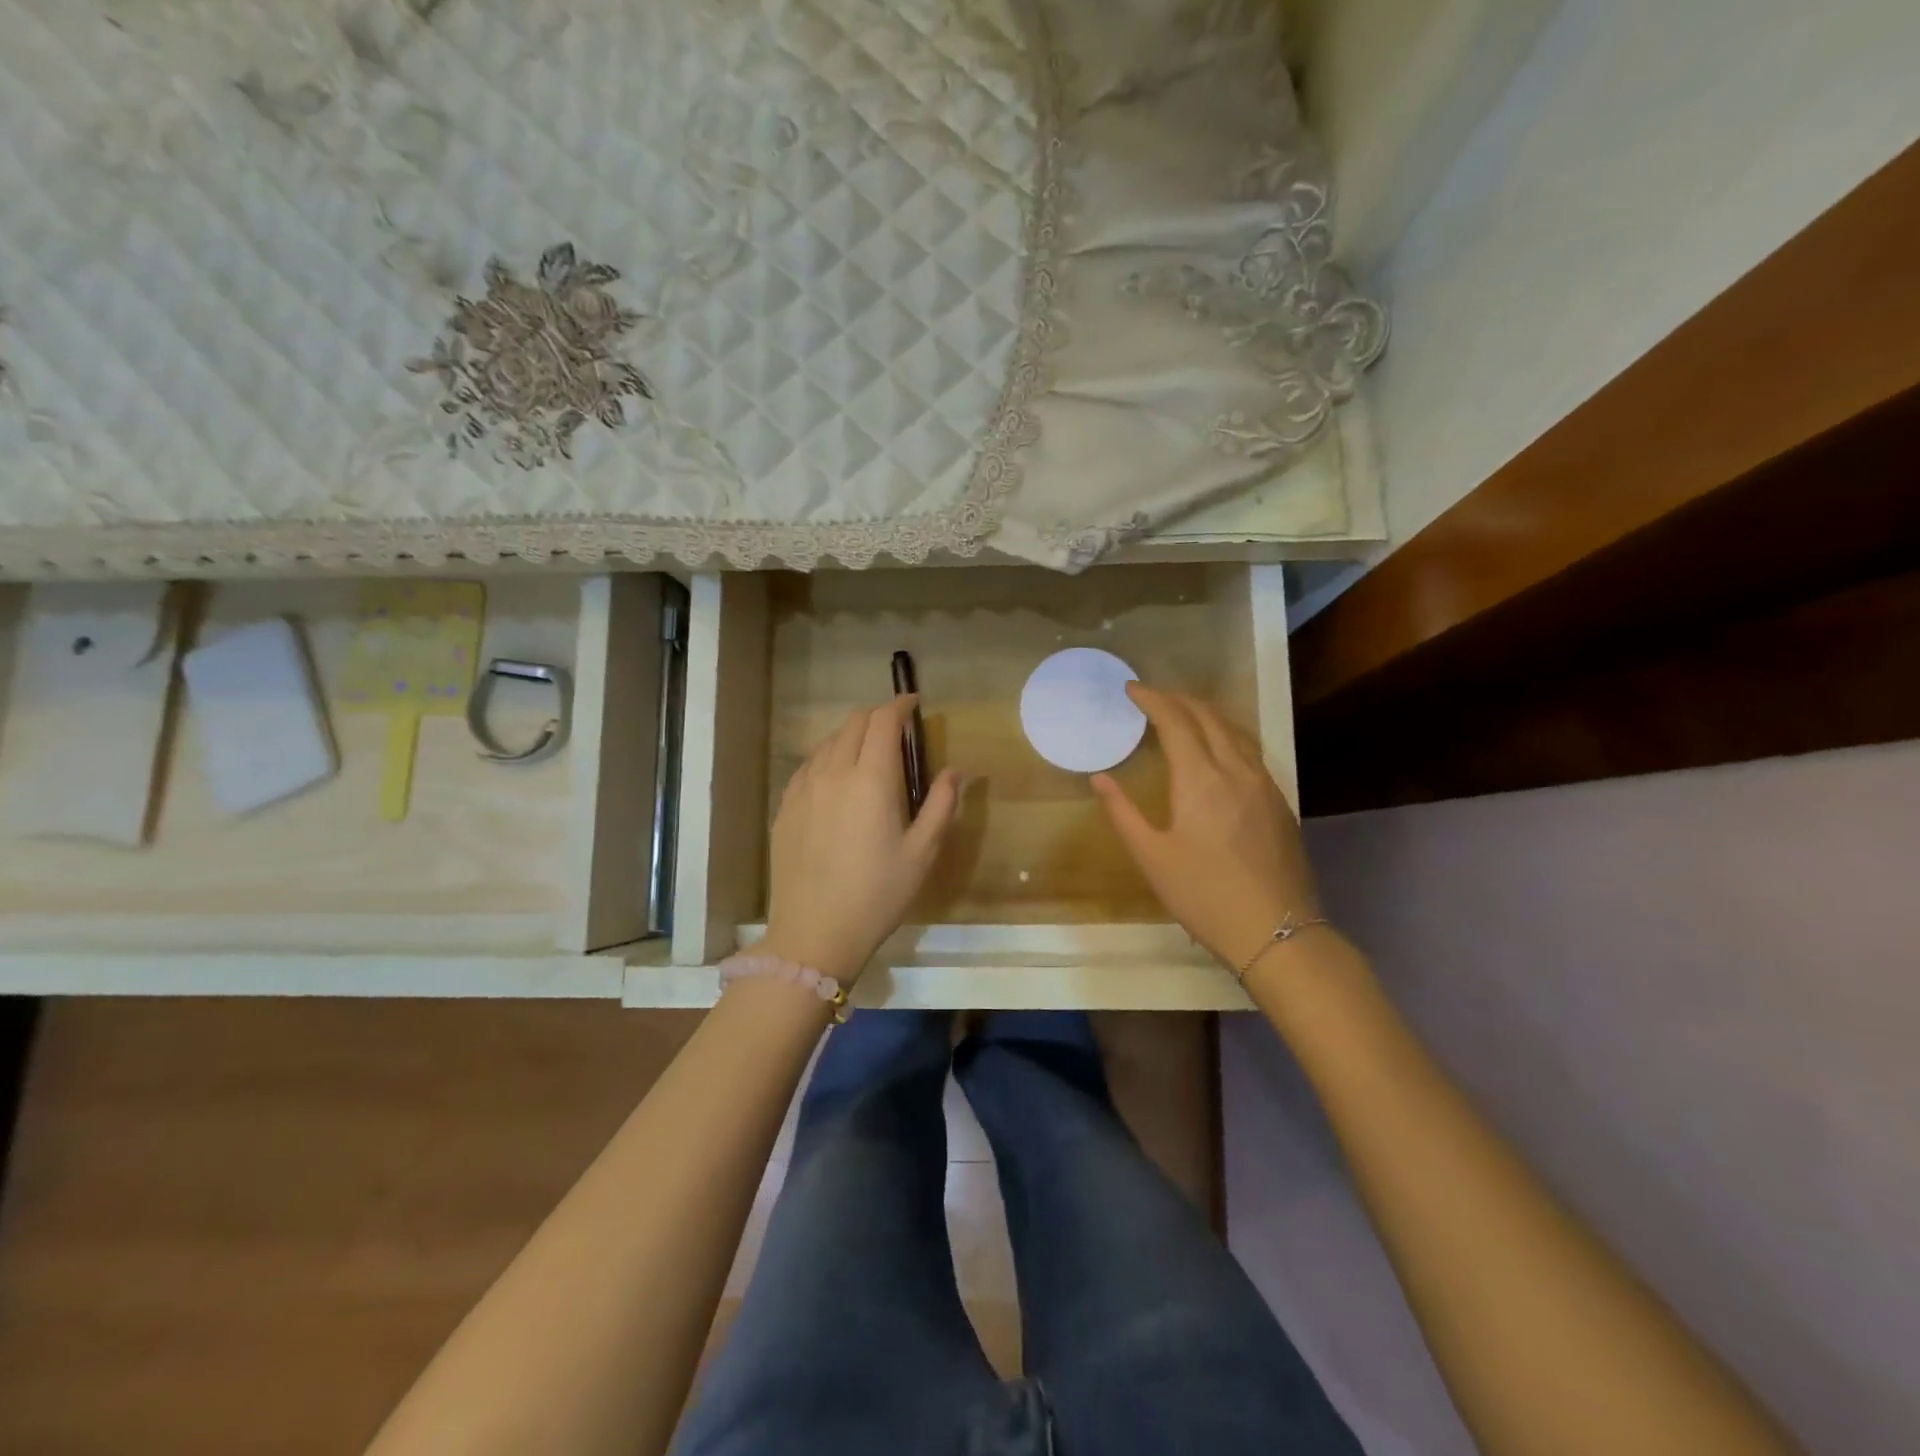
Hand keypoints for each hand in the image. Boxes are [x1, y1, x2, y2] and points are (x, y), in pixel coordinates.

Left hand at [756, 696, 960, 984]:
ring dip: (852, 737)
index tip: (915, 704)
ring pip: (828, 742)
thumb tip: (954, 771)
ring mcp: (803, 789)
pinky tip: (836, 781)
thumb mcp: (921, 853)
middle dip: (878, 717)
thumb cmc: (877, 895)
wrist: (813, 934)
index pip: (883, 721)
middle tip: (897, 732)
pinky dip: (828, 759)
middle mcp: (833, 772)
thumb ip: (941, 805)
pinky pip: (808, 766)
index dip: (900, 705)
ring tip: (869, 756)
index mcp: (871, 779)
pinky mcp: (785, 807)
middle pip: (853, 723)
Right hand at [1093, 684, 1321, 972]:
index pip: (1176, 721)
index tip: (1130, 689)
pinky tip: (1216, 748)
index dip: (1152, 699)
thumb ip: (1122, 813)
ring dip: (1204, 713)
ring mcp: (1264, 784)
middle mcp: (1236, 770)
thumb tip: (1099, 778)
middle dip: (1178, 698)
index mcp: (1201, 779)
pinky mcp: (1279, 801)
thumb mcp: (1152, 858)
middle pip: (1208, 716)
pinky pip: (1249, 750)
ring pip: (1234, 730)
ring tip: (1181, 713)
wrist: (1277, 932)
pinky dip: (1225, 734)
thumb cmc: (1204, 896)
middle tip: (1151, 697)